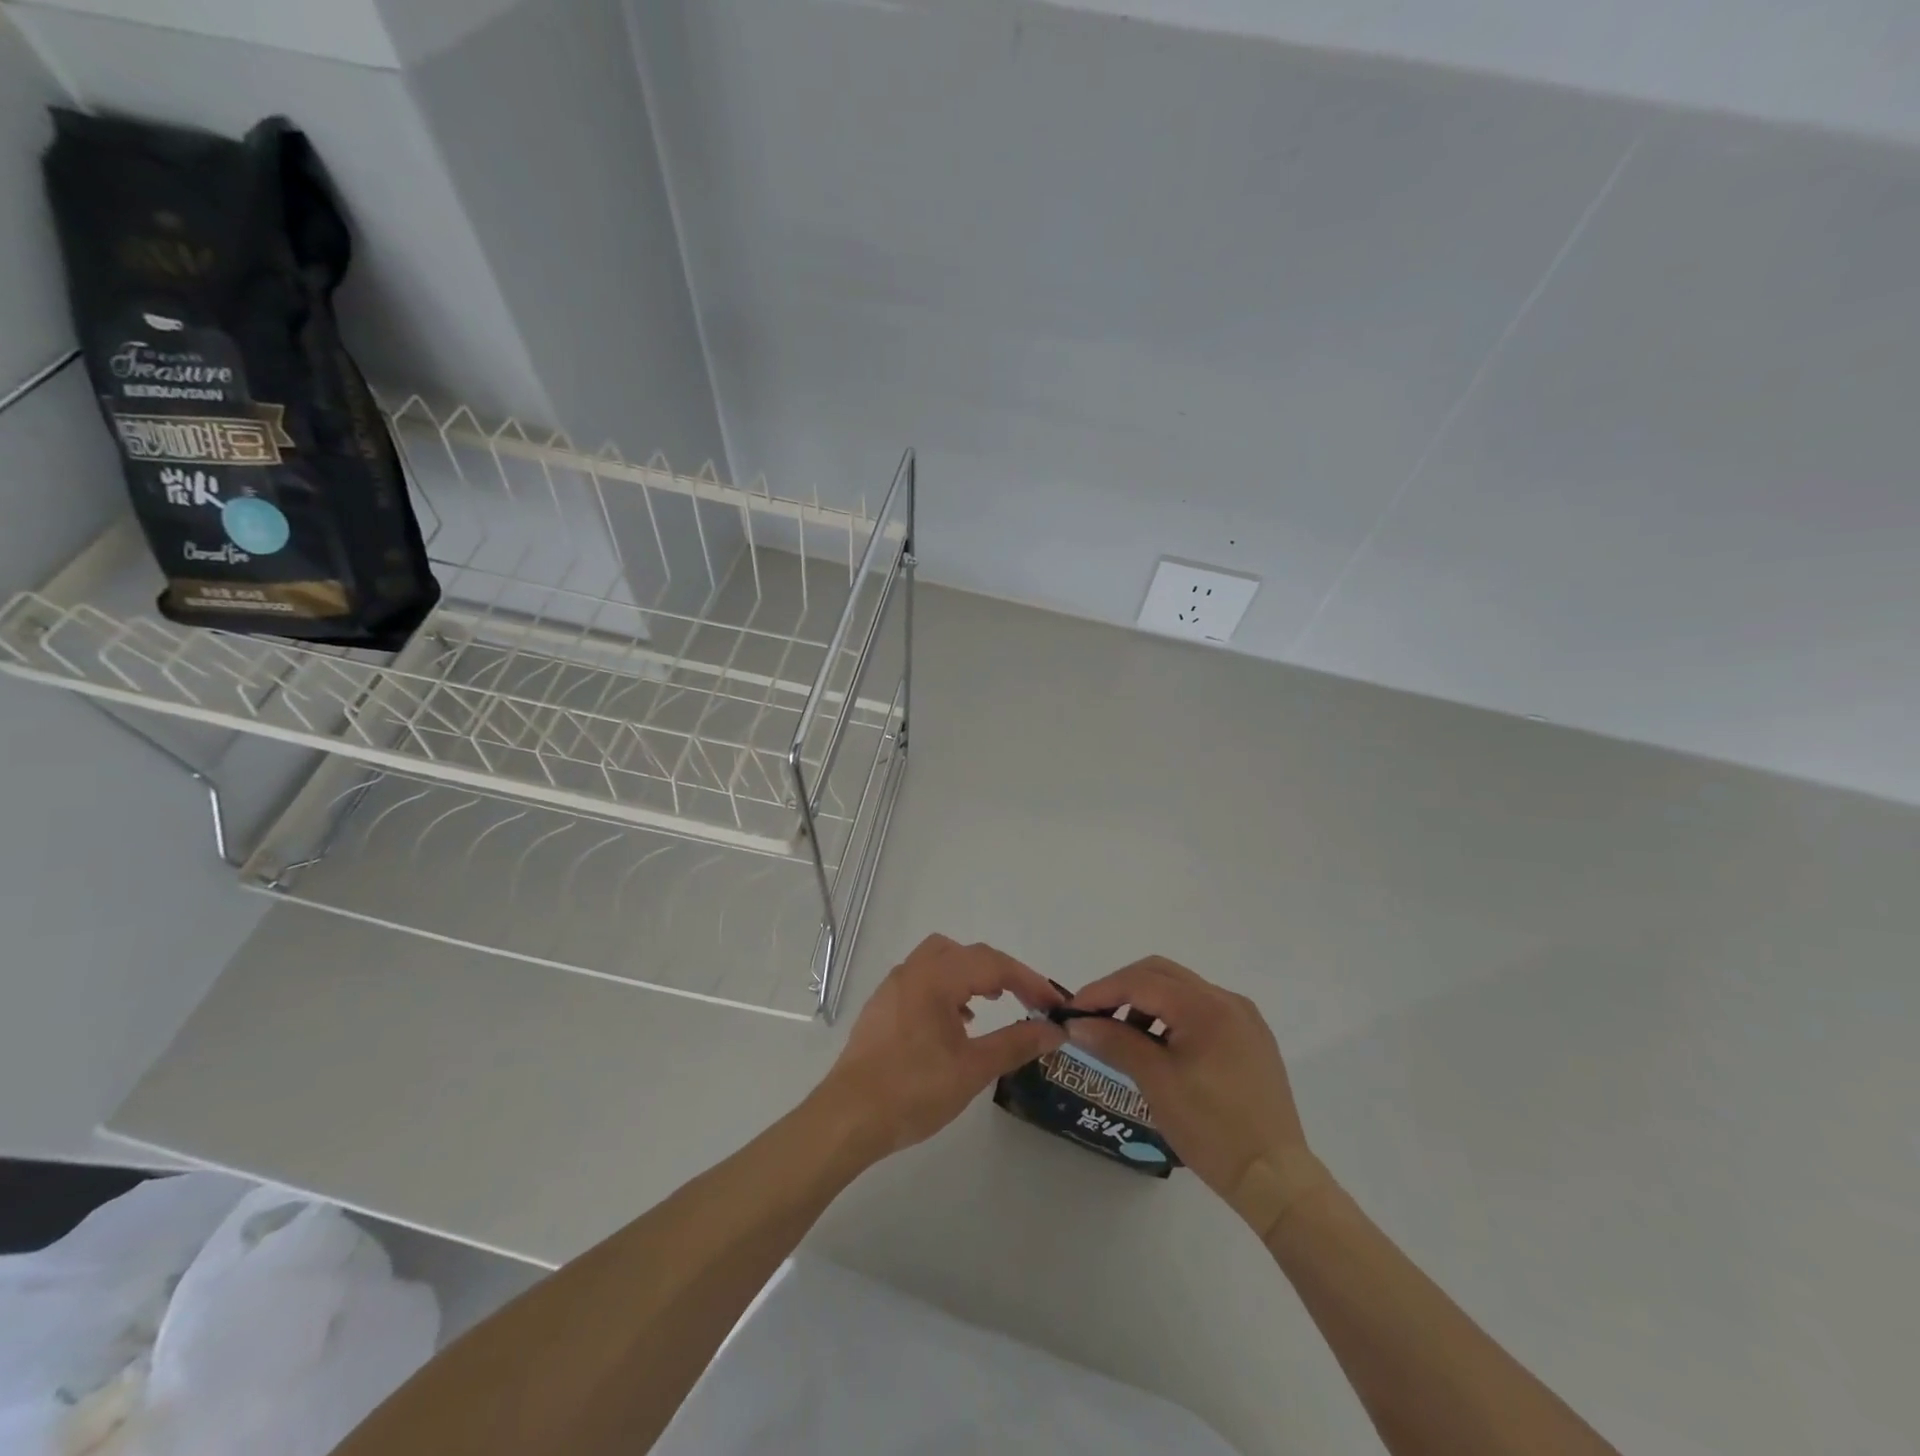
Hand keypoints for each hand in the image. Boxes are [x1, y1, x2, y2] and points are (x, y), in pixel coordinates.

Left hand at [814, 935, 1065, 1158]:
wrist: (848, 1117)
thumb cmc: (913, 1090)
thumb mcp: (973, 1069)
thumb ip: (1016, 1043)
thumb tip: (1054, 1030)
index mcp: (936, 978)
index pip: (993, 964)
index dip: (1029, 980)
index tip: (1053, 1004)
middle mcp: (912, 971)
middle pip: (965, 953)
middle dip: (1000, 972)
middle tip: (1025, 1001)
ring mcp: (893, 987)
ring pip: (940, 961)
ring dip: (970, 976)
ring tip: (991, 1006)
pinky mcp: (881, 1007)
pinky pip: (922, 980)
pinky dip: (947, 988)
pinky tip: (955, 1024)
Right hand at [1064, 957, 1328, 1234]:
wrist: (1275, 1178)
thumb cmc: (1211, 1128)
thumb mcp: (1156, 1082)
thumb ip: (1115, 1042)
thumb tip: (1077, 1023)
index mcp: (1205, 1005)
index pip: (1141, 981)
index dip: (1101, 991)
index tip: (1071, 1010)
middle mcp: (1226, 999)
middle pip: (1161, 974)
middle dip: (1122, 989)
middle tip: (1093, 1016)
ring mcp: (1243, 1018)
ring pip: (1181, 990)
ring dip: (1147, 1002)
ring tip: (1124, 1036)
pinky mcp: (1251, 1038)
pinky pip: (1202, 1010)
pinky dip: (1172, 1017)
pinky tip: (1160, 1047)